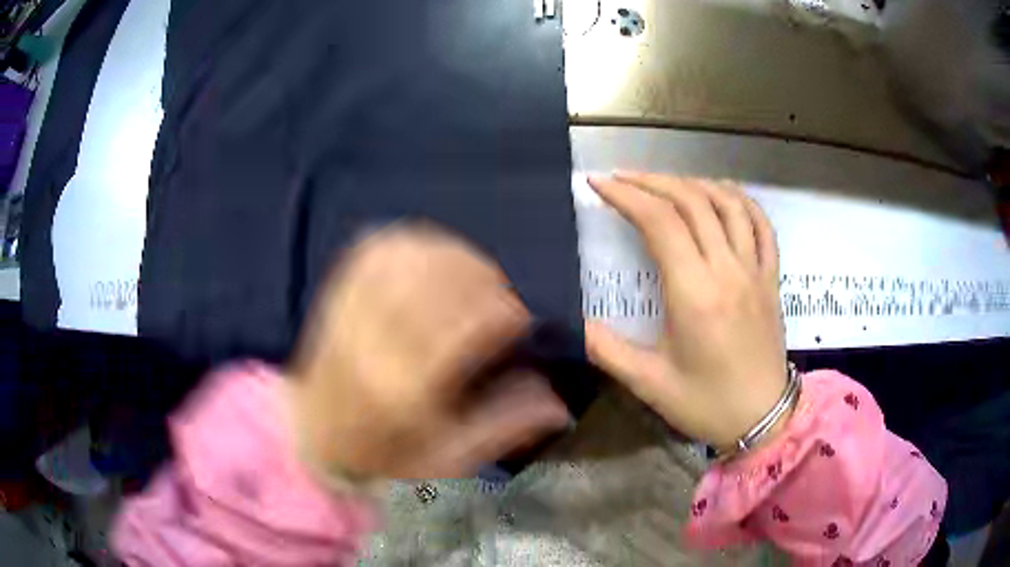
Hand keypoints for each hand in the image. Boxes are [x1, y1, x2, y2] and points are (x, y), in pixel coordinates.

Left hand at [289, 224, 568, 478]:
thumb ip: (505, 427)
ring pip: (409, 257)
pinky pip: (378, 249)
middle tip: (502, 296)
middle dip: (485, 280)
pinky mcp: (337, 293)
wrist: (314, 435)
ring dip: (453, 256)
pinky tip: (435, 254)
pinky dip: (414, 242)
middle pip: (438, 283)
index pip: (466, 327)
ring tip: (475, 273)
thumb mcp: (449, 457)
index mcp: (404, 389)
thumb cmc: (384, 453)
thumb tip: (560, 405)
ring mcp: (350, 311)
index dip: (505, 311)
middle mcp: (374, 341)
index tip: (523, 319)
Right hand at [586, 173, 788, 451]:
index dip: (626, 195)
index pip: (659, 222)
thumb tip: (570, 321)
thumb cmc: (705, 403)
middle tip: (622, 178)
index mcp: (695, 293)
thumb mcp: (647, 382)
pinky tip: (721, 194)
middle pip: (691, 201)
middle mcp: (727, 270)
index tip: (599, 184)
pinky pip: (761, 224)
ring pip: (727, 204)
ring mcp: (754, 270)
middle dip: (652, 181)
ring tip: (666, 183)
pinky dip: (740, 199)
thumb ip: (606, 348)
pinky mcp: (771, 277)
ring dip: (693, 183)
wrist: (762, 419)